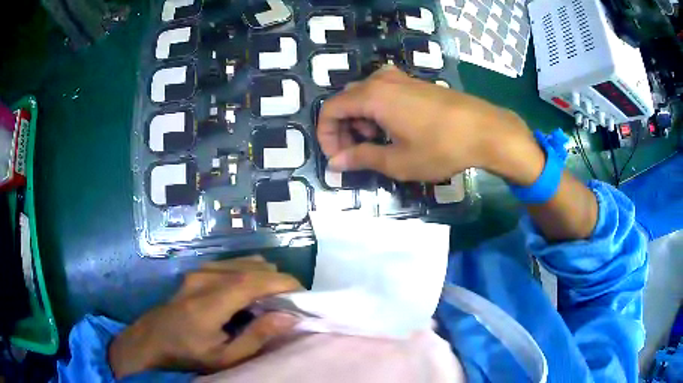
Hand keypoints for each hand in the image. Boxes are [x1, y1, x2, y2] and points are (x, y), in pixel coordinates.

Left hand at [108, 256, 301, 377]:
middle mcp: (204, 278)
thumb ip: (257, 338)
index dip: (282, 283)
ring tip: (272, 297)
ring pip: (241, 262)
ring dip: (263, 275)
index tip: (303, 293)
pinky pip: (230, 264)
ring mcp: (198, 271)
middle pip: (250, 267)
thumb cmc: (187, 353)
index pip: (253, 281)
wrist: (151, 339)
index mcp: (210, 302)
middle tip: (289, 301)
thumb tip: (288, 317)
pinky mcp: (196, 271)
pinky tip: (250, 290)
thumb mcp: (224, 358)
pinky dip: (248, 273)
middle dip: (276, 279)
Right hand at [317, 66, 543, 184]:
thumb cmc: (441, 147)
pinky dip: (378, 113)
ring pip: (364, 97)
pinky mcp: (415, 84)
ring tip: (378, 145)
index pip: (331, 109)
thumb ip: (362, 158)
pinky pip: (383, 94)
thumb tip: (335, 163)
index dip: (327, 135)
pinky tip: (395, 131)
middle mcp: (381, 80)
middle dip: (344, 130)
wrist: (486, 130)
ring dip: (361, 122)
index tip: (338, 158)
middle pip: (346, 101)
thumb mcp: (398, 161)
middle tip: (357, 154)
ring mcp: (400, 79)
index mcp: (372, 96)